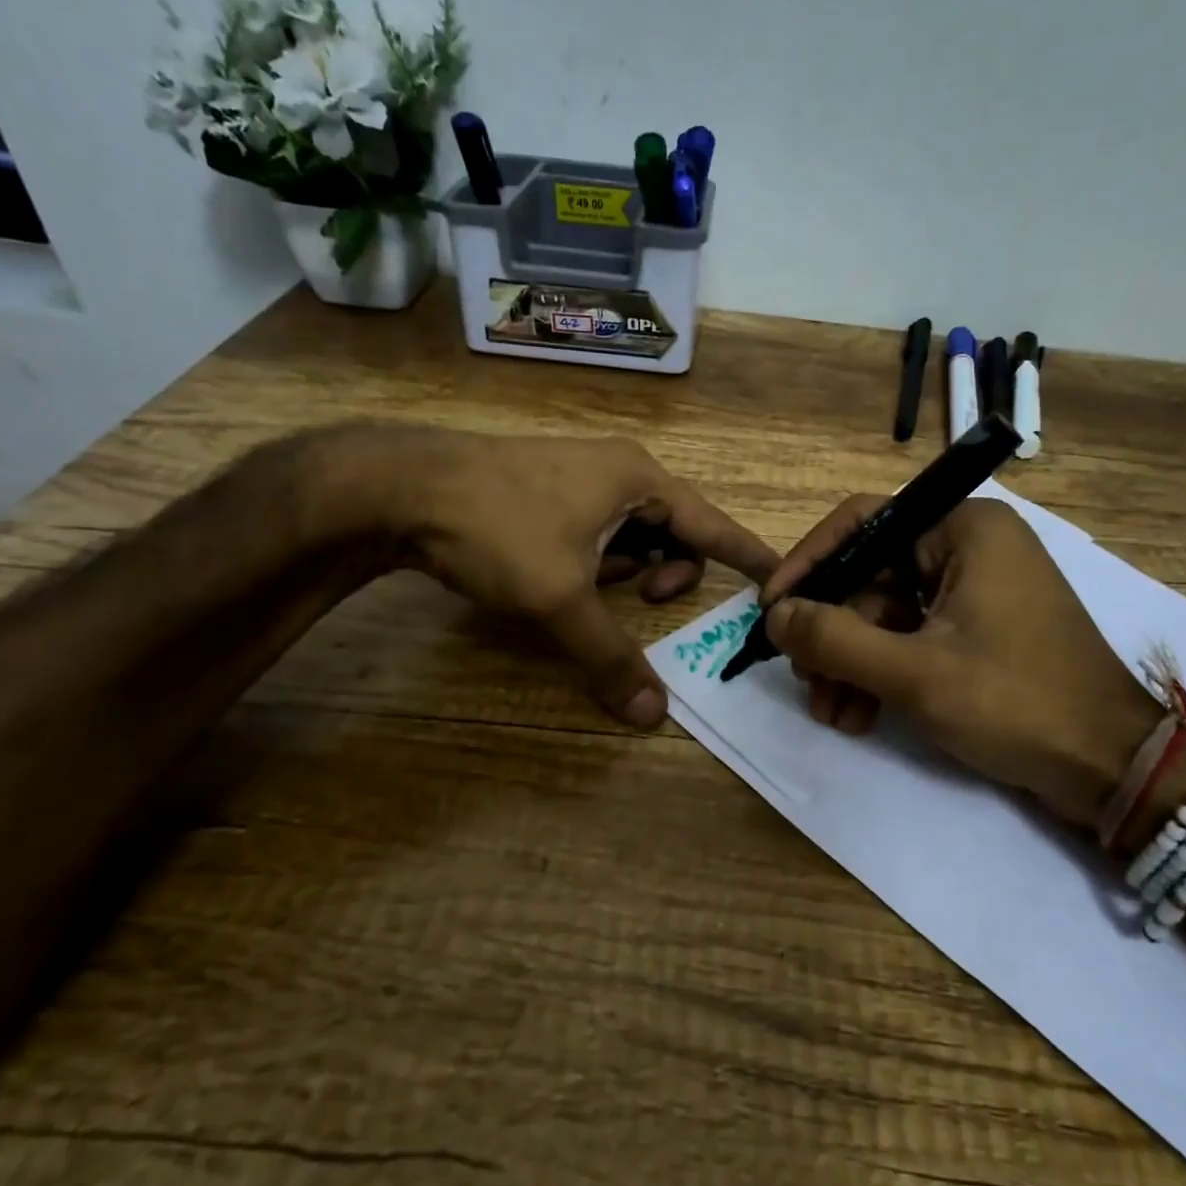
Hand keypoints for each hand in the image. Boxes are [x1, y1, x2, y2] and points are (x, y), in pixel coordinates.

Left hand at [320, 427, 778, 726]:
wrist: (403, 488)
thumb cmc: (499, 529)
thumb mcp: (560, 598)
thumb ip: (611, 655)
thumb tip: (655, 716)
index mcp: (640, 479)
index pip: (714, 524)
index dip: (749, 556)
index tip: (782, 579)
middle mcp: (620, 469)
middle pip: (675, 529)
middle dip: (669, 571)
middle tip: (643, 599)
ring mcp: (583, 475)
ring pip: (633, 531)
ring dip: (629, 568)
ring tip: (598, 588)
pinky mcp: (551, 488)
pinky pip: (600, 526)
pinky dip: (600, 557)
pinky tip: (569, 574)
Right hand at [760, 496, 1161, 821]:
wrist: (1112, 769)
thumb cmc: (1016, 703)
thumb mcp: (914, 673)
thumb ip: (834, 639)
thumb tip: (774, 616)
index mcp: (964, 530)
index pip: (862, 522)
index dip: (809, 563)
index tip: (771, 609)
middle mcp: (969, 547)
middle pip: (871, 575)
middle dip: (832, 633)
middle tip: (803, 679)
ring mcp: (976, 590)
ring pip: (886, 613)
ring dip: (851, 662)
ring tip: (829, 711)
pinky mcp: (978, 629)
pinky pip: (912, 637)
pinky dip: (881, 673)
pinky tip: (857, 716)